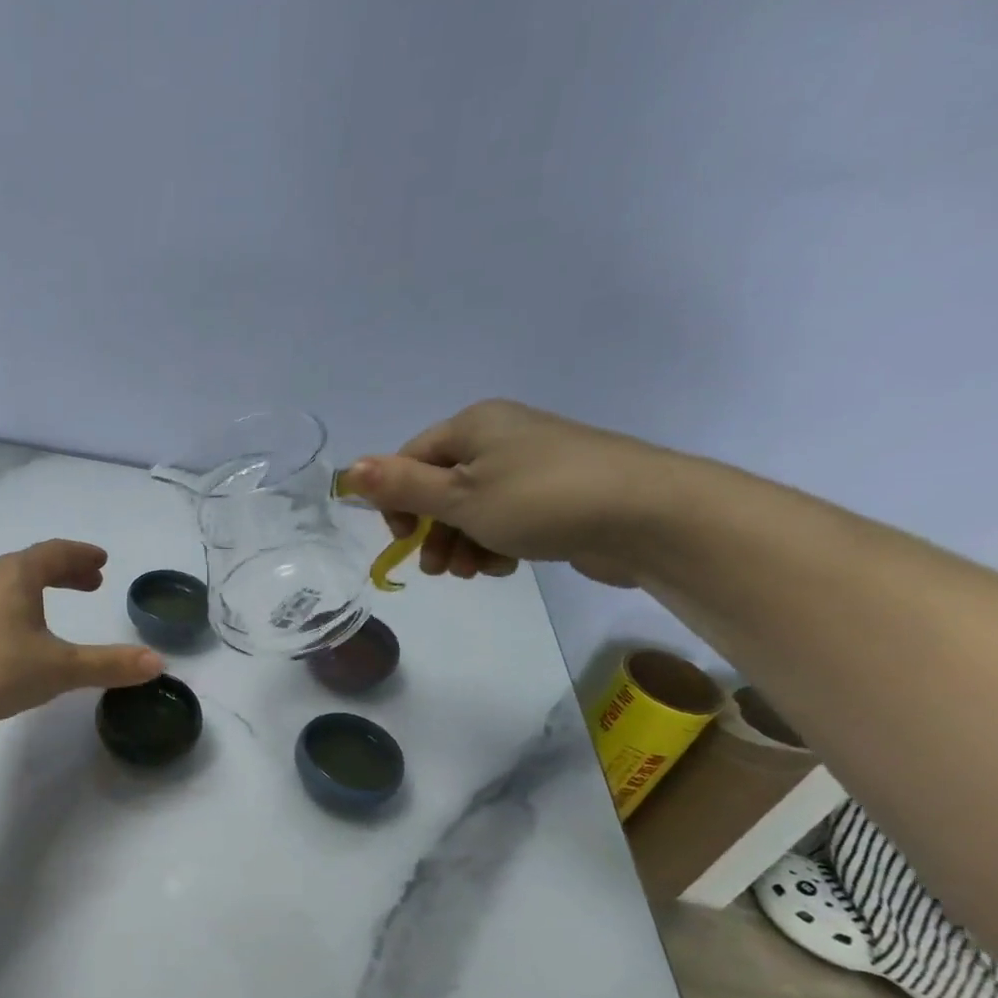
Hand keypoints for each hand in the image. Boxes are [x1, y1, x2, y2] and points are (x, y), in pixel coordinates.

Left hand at [0, 540, 162, 730]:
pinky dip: (17, 608)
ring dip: (38, 589)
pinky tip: (20, 636)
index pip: (55, 552)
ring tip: (58, 606)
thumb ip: (109, 663)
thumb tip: (157, 663)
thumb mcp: (62, 668)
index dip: (82, 555)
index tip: (102, 561)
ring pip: (9, 585)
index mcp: (15, 574)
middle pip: (31, 564)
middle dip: (64, 571)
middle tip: (91, 582)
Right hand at [345, 400, 679, 586]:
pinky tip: (504, 565)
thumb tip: (349, 469)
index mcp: (473, 426)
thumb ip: (402, 486)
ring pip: (474, 508)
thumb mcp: (460, 497)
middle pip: (442, 487)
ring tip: (473, 572)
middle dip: (433, 530)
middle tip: (437, 568)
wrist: (648, 517)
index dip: (398, 500)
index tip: (403, 537)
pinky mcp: (557, 495)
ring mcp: (532, 465)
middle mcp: (501, 437)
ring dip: (462, 543)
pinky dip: (496, 542)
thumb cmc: (540, 501)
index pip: (411, 459)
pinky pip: (507, 518)